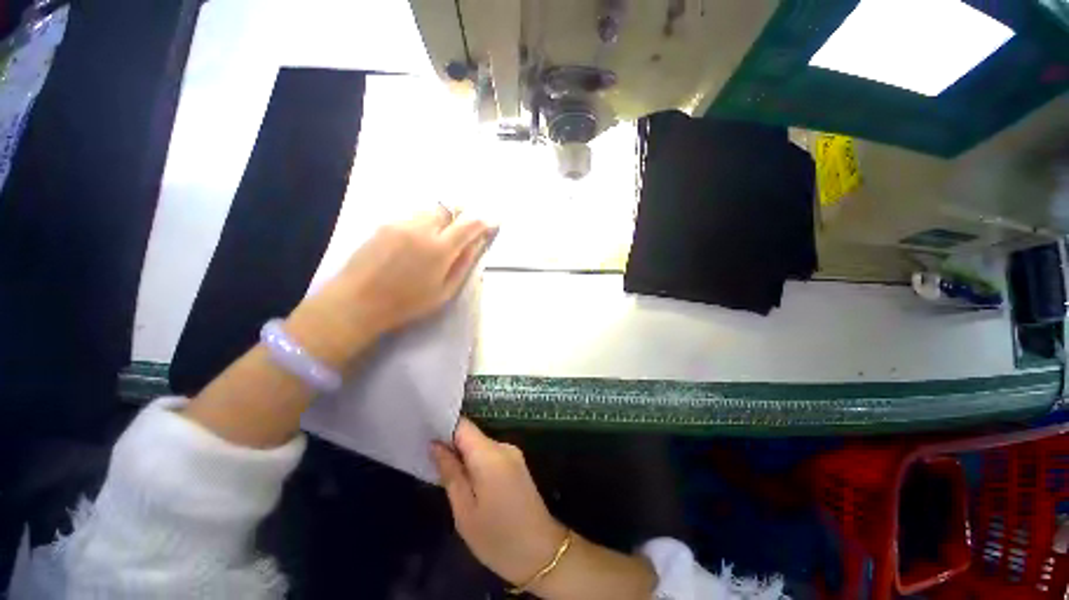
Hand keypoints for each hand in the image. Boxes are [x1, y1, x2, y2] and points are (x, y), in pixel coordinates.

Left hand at [336, 208, 490, 332]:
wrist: (357, 302)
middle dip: (459, 216)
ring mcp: (400, 223)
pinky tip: (414, 242)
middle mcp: (421, 229)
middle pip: (448, 210)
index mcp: (440, 249)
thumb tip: (477, 243)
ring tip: (436, 238)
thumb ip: (464, 264)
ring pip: (429, 211)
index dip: (483, 222)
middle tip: (461, 230)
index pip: (469, 225)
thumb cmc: (407, 303)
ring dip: (439, 219)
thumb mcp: (444, 291)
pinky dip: (421, 223)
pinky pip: (411, 216)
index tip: (492, 222)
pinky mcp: (384, 224)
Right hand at [431, 419, 568, 586]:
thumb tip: (435, 444)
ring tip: (446, 475)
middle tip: (431, 463)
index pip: (463, 425)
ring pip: (480, 445)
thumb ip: (450, 472)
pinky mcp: (517, 464)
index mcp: (490, 454)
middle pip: (472, 435)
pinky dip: (477, 463)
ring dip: (464, 456)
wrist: (541, 553)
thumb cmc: (497, 537)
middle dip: (451, 445)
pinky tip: (469, 481)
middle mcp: (503, 446)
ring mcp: (513, 454)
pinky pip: (491, 455)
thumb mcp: (464, 511)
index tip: (425, 436)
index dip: (443, 427)